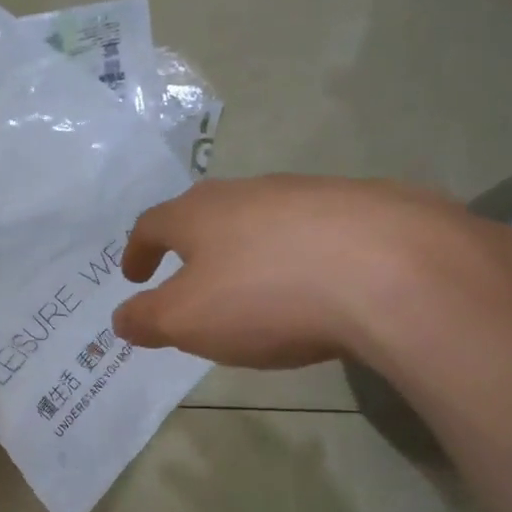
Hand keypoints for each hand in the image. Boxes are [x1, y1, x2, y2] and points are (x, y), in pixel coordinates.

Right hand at [113, 176, 511, 368]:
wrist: (391, 271)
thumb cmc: (266, 296)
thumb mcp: (188, 321)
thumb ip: (147, 319)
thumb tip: (121, 319)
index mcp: (199, 214)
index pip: (152, 225)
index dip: (138, 251)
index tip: (135, 275)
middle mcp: (249, 191)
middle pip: (207, 212)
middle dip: (192, 244)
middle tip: (189, 275)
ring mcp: (310, 193)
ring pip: (263, 217)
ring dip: (248, 247)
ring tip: (254, 284)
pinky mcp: (365, 206)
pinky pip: (316, 230)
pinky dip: (302, 254)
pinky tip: (318, 283)